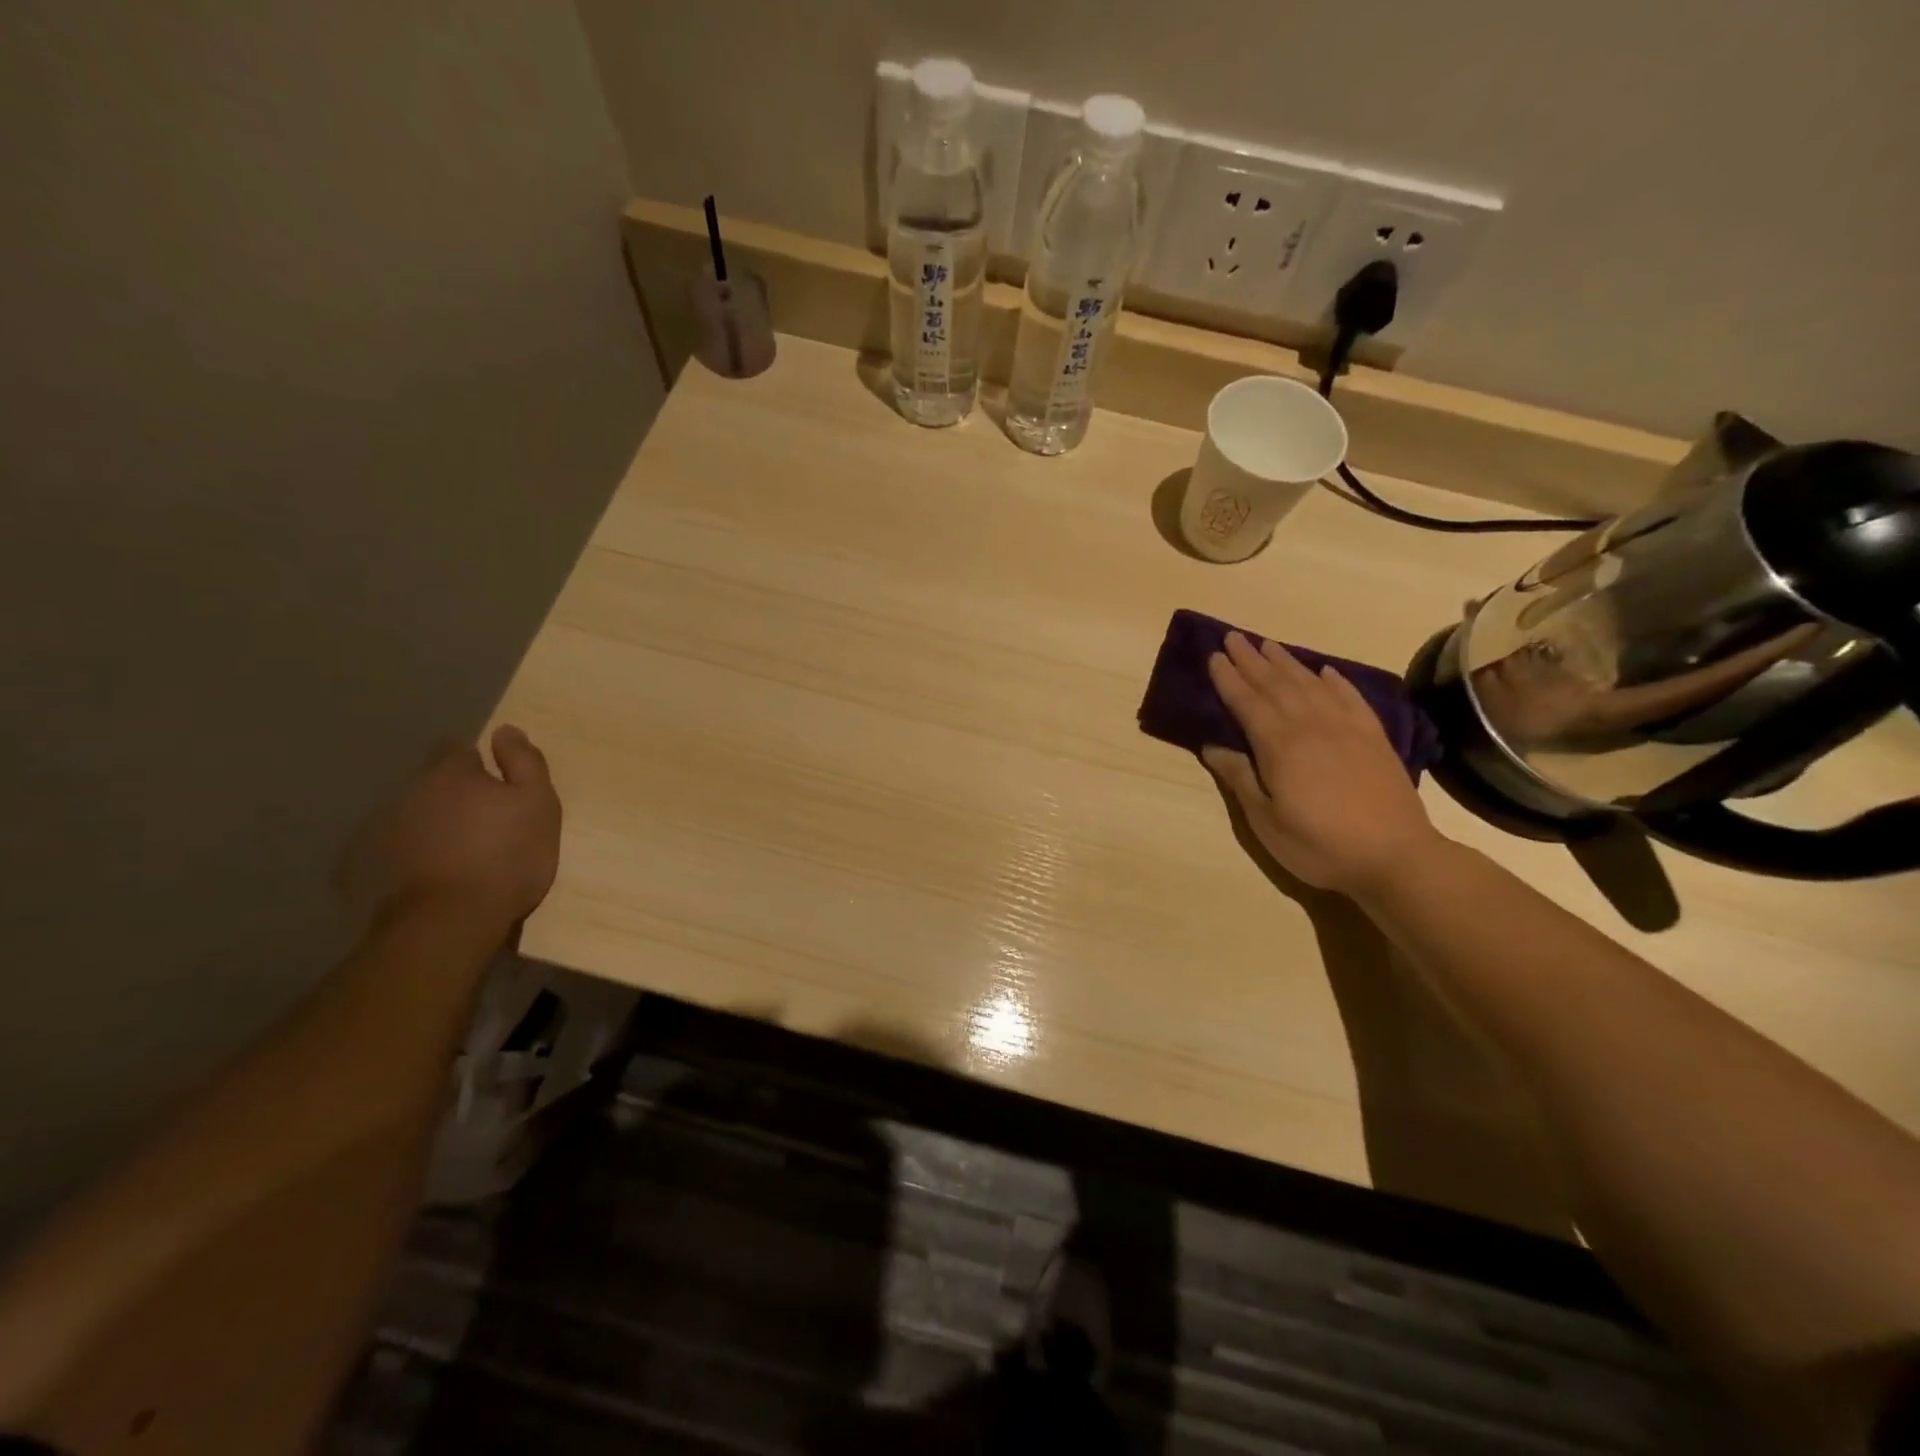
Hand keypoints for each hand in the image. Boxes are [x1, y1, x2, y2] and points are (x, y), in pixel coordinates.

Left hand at [353, 725, 561, 931]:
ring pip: (422, 814)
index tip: (504, 791)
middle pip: (440, 784)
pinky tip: (443, 871)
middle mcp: (414, 792)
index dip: (485, 768)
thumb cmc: (507, 854)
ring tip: (468, 850)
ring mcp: (391, 829)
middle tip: (491, 822)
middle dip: (461, 796)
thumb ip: (525, 762)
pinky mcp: (380, 865)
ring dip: (441, 823)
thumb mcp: (538, 802)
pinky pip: (408, 847)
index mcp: (453, 773)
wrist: (453, 919)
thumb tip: (506, 730)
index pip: (464, 753)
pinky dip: (424, 852)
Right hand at [1202, 633, 1443, 896]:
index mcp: (1280, 745)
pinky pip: (1351, 697)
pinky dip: (1335, 680)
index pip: (1247, 702)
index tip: (1213, 656)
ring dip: (1286, 662)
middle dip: (1252, 660)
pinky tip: (1325, 670)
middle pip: (1276, 684)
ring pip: (1310, 684)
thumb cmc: (1319, 845)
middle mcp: (1311, 725)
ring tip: (1268, 644)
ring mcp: (1346, 728)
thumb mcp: (1266, 820)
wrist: (1396, 857)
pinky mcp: (1374, 737)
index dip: (1228, 678)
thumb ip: (1240, 778)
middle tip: (1233, 637)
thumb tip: (1212, 746)